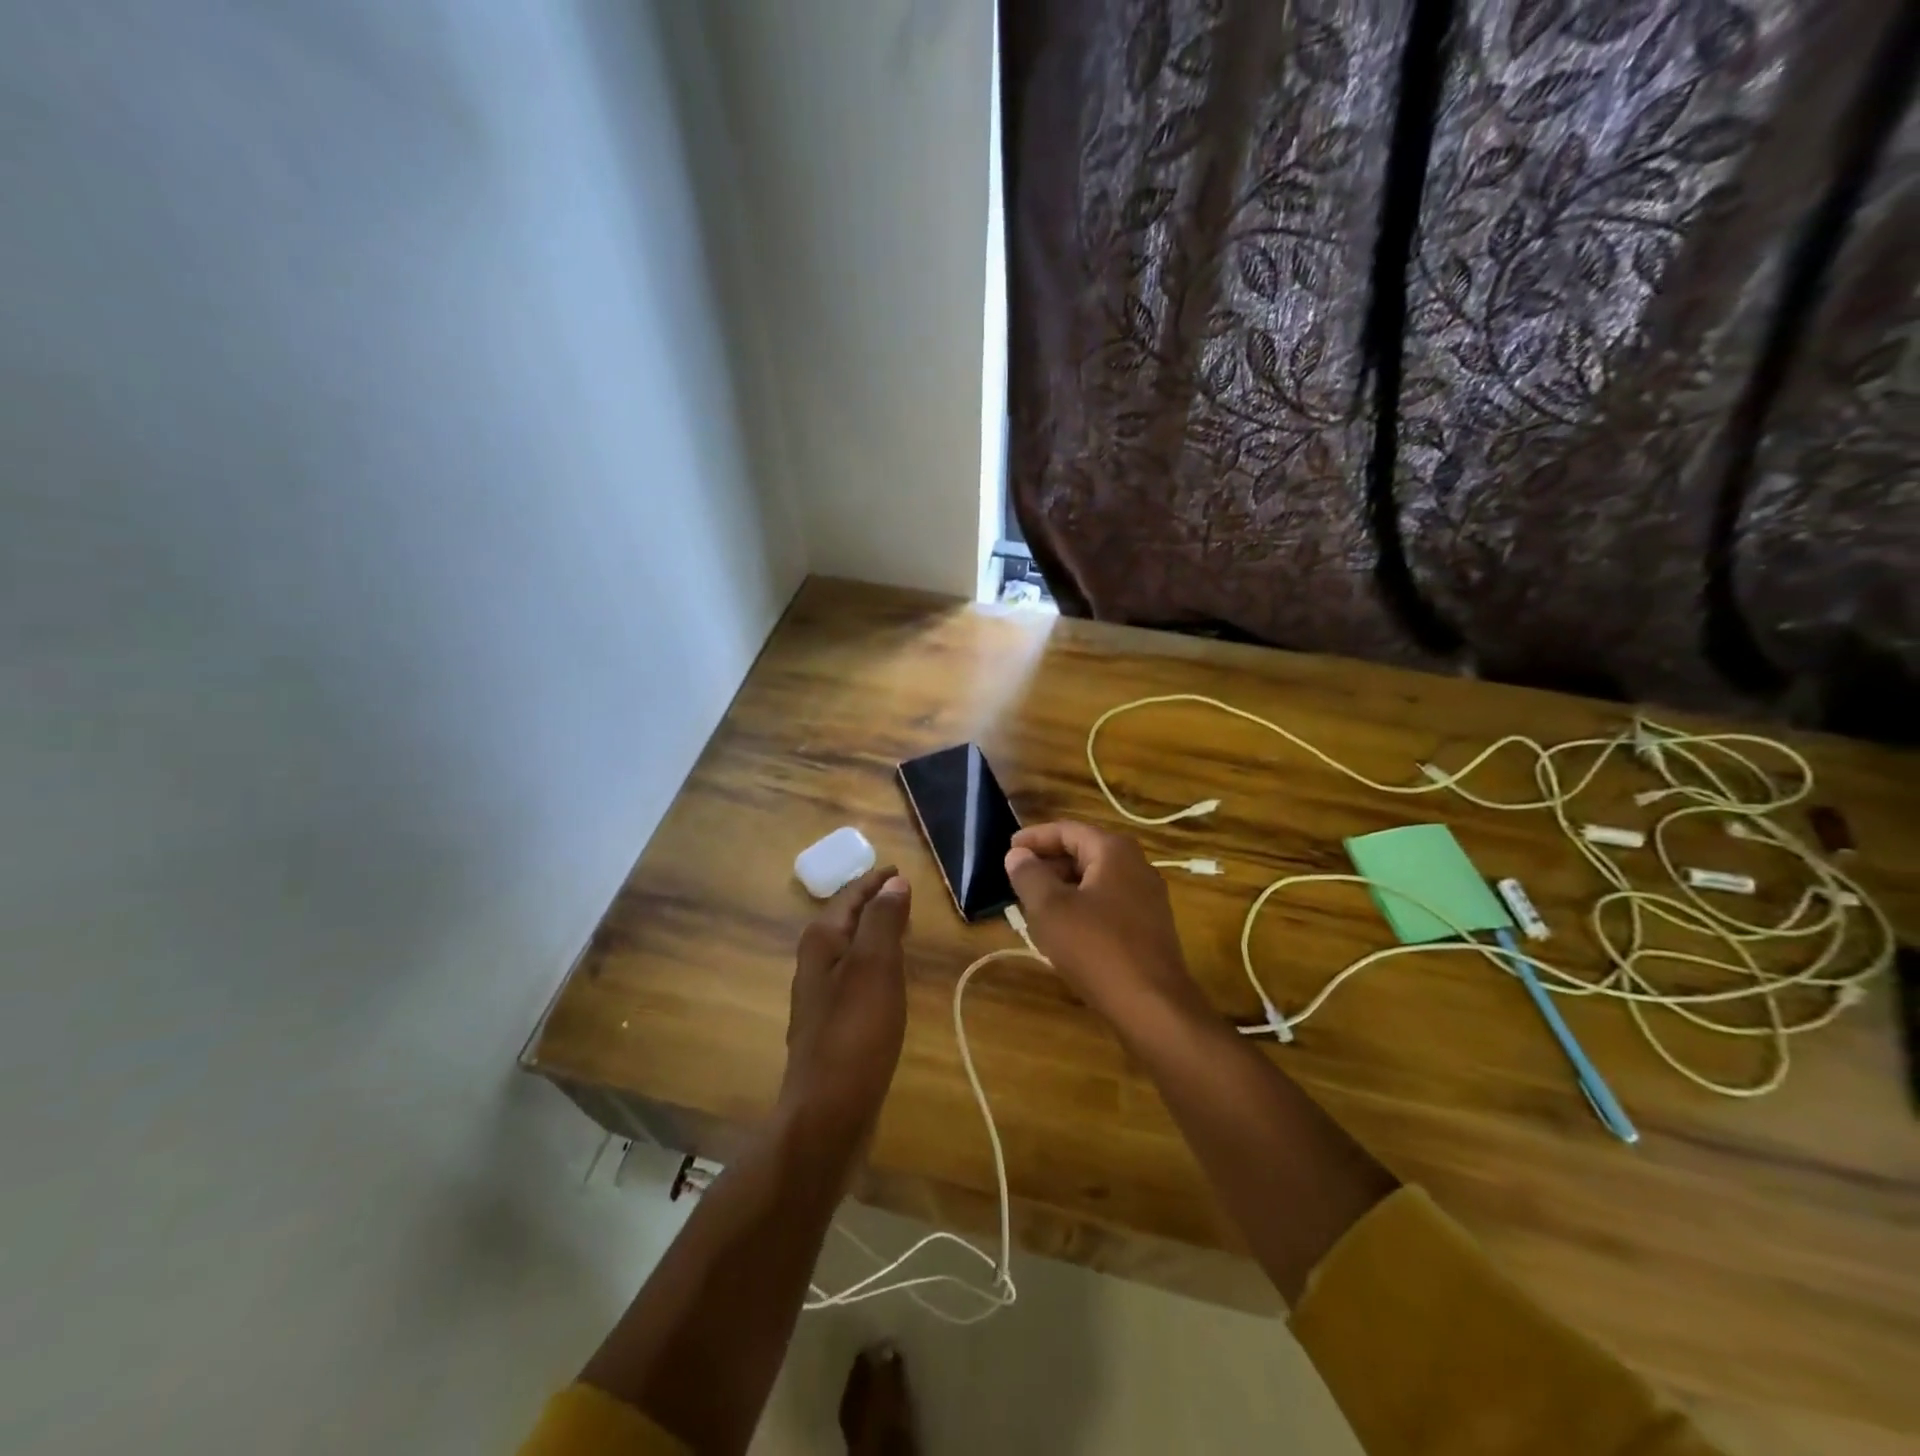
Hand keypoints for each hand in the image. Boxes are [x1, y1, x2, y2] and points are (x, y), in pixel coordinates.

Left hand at [779, 867, 911, 1137]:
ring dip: (873, 934)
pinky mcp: (833, 1027)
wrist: (828, 1113)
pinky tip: (890, 980)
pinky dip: (874, 965)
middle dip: (871, 904)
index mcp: (821, 943)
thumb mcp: (875, 966)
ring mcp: (821, 999)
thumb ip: (883, 920)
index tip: (897, 869)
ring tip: (901, 928)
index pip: (848, 897)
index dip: (873, 881)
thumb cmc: (854, 1032)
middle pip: (845, 921)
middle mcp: (815, 965)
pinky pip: (856, 979)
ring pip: (850, 951)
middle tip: (903, 894)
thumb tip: (893, 882)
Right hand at [1003, 822, 1204, 1027]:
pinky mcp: (1150, 927)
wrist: (1153, 1006)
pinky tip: (1064, 930)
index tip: (1009, 850)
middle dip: (1049, 862)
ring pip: (1096, 880)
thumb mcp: (1050, 909)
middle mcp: (1137, 866)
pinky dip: (1082, 906)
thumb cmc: (1096, 948)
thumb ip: (1029, 875)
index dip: (1035, 838)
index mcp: (1114, 851)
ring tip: (1035, 904)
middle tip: (1018, 878)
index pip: (1068, 830)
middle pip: (1084, 852)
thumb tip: (1017, 855)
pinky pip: (1108, 904)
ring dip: (1064, 887)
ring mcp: (1148, 898)